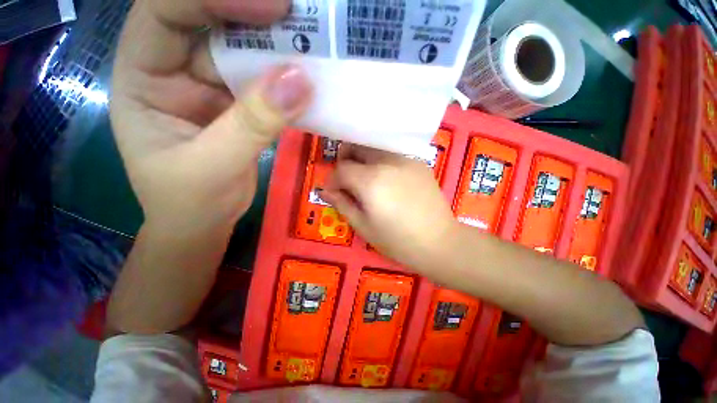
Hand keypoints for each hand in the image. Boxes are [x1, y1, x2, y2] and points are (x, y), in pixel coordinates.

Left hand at [110, 0, 312, 234]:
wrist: (204, 223)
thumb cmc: (190, 203)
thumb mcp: (213, 166)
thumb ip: (253, 124)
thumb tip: (299, 81)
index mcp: (142, 77)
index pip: (166, 12)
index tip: (274, 7)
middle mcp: (173, 70)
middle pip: (208, 21)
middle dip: (253, 15)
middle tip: (299, 18)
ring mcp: (208, 87)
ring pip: (241, 51)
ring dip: (276, 46)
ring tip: (311, 43)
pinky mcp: (238, 106)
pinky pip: (263, 82)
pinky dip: (285, 79)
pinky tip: (307, 78)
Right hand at [321, 145, 455, 269]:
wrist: (440, 242)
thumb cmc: (397, 240)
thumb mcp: (363, 226)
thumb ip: (342, 204)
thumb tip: (325, 191)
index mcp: (371, 180)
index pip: (342, 169)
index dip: (332, 180)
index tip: (333, 192)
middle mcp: (388, 162)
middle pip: (358, 148)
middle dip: (346, 161)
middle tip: (347, 181)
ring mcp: (406, 159)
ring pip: (375, 149)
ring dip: (364, 161)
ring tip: (366, 181)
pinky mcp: (419, 163)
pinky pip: (392, 156)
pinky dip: (382, 163)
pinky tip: (387, 181)